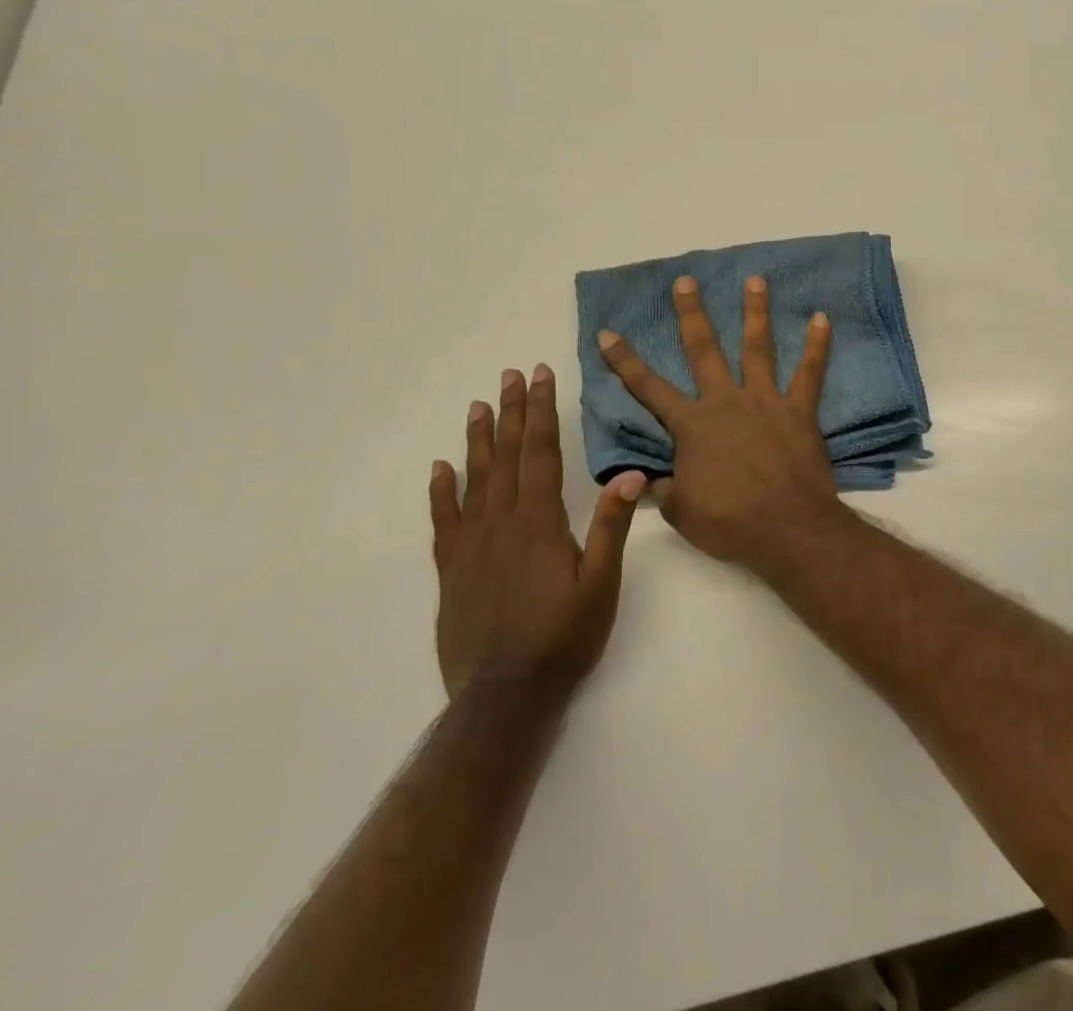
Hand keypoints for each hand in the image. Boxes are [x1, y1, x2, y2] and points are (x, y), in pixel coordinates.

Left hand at [428, 364, 644, 699]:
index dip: (542, 411)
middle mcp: (501, 522)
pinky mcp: (452, 570)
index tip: (539, 376)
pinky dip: (442, 491)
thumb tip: (631, 474)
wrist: (505, 696)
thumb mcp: (601, 583)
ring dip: (479, 440)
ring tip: (479, 406)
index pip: (541, 452)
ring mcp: (472, 545)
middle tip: (511, 375)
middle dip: (513, 412)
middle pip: (508, 456)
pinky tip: (440, 468)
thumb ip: (612, 527)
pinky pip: (444, 521)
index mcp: (539, 521)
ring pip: (475, 479)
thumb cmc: (563, 637)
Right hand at [597, 275, 841, 567]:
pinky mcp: (799, 410)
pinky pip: (810, 372)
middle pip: (704, 350)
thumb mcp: (682, 512)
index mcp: (692, 426)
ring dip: (756, 312)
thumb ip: (664, 488)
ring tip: (756, 279)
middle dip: (692, 314)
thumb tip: (647, 479)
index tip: (608, 333)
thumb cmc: (730, 522)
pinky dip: (818, 345)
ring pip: (758, 348)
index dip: (625, 361)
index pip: (649, 388)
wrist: (787, 528)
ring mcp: (765, 401)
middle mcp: (726, 402)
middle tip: (687, 281)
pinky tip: (823, 319)